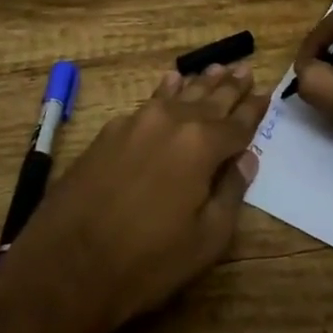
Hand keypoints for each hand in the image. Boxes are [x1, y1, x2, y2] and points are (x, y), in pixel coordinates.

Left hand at [2, 64, 264, 332]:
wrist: (66, 264)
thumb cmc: (146, 262)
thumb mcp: (205, 240)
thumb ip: (230, 192)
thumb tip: (247, 158)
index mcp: (202, 145)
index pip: (238, 122)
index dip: (254, 110)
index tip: (266, 94)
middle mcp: (172, 122)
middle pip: (209, 99)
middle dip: (229, 86)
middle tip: (245, 69)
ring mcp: (137, 122)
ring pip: (178, 94)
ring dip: (199, 83)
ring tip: (216, 68)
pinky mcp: (110, 131)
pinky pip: (148, 102)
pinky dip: (166, 91)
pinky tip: (171, 82)